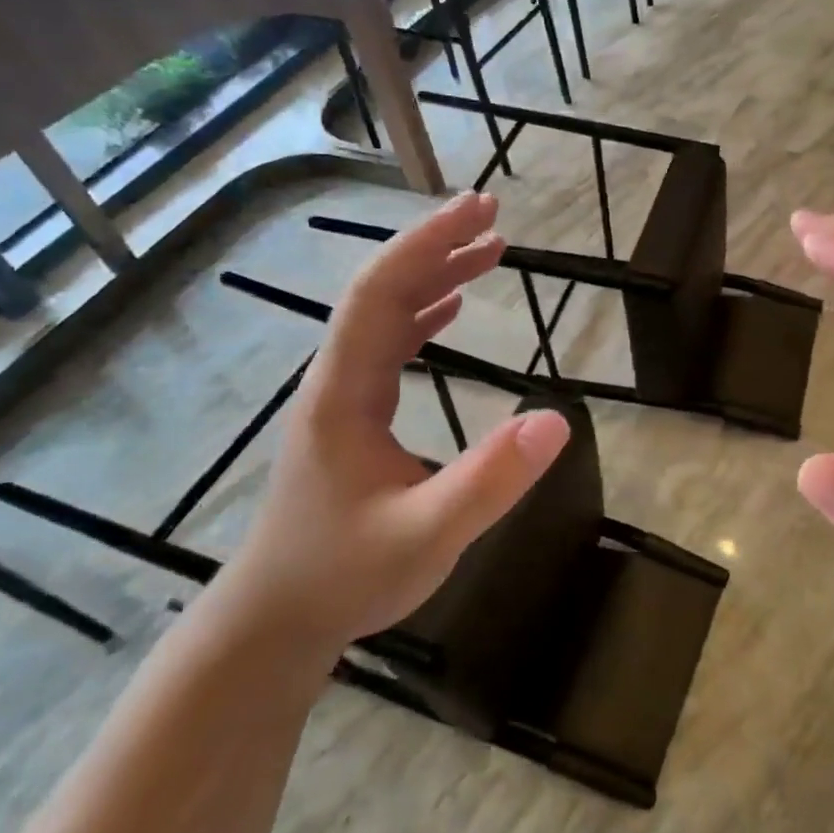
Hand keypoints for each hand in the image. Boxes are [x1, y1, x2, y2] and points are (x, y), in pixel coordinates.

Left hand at [217, 192, 569, 655]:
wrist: (276, 620)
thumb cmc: (345, 576)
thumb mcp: (428, 534)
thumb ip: (491, 480)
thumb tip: (558, 420)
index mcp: (345, 392)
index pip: (382, 293)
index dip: (428, 244)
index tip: (479, 212)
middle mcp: (337, 380)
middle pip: (383, 290)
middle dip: (436, 245)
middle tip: (493, 213)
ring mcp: (342, 396)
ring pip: (385, 315)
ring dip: (433, 274)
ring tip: (487, 248)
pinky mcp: (352, 416)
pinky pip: (388, 344)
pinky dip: (422, 312)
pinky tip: (450, 306)